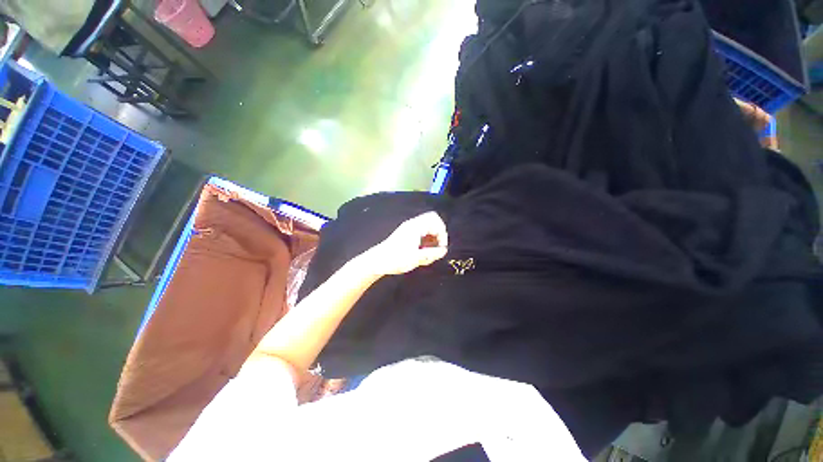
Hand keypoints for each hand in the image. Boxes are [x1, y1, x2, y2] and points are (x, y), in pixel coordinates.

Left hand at [359, 211, 448, 276]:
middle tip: (438, 248)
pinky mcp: (406, 235)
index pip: (435, 219)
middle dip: (438, 234)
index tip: (441, 246)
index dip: (442, 232)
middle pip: (432, 221)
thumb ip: (432, 254)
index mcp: (415, 226)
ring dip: (432, 238)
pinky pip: (421, 232)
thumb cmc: (396, 259)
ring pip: (427, 227)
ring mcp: (408, 229)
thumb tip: (444, 250)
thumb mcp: (416, 258)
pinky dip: (426, 240)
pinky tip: (423, 252)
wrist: (377, 261)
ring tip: (430, 252)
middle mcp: (413, 224)